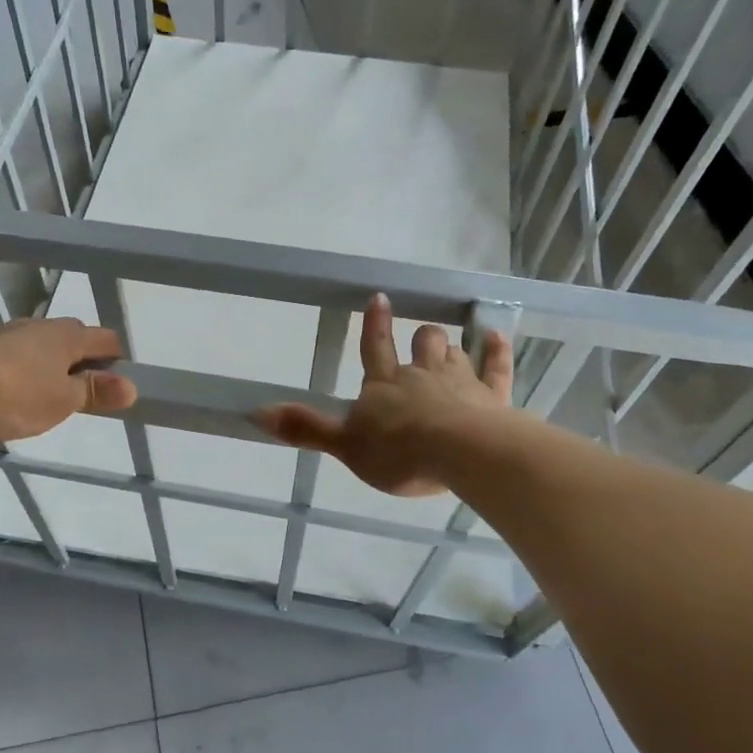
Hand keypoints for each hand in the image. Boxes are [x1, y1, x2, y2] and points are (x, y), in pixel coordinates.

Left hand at [0, 294, 137, 443]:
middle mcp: (35, 327)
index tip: (116, 380)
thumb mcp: (62, 403)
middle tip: (83, 383)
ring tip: (44, 371)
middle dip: (79, 354)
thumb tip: (131, 386)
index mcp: (65, 338)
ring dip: (40, 349)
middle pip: (67, 335)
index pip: (103, 339)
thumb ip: (94, 393)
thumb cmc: (14, 396)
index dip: (114, 358)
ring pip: (29, 335)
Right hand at [254, 293, 512, 495]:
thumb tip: (255, 412)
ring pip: (455, 353)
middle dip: (422, 339)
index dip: (376, 325)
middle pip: (423, 345)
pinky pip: (496, 366)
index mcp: (385, 385)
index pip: (376, 348)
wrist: (459, 454)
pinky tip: (497, 337)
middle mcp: (422, 375)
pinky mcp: (492, 395)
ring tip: (449, 347)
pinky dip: (496, 351)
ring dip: (450, 349)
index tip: (380, 299)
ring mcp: (461, 381)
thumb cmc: (398, 452)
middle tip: (423, 338)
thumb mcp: (344, 446)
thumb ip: (305, 428)